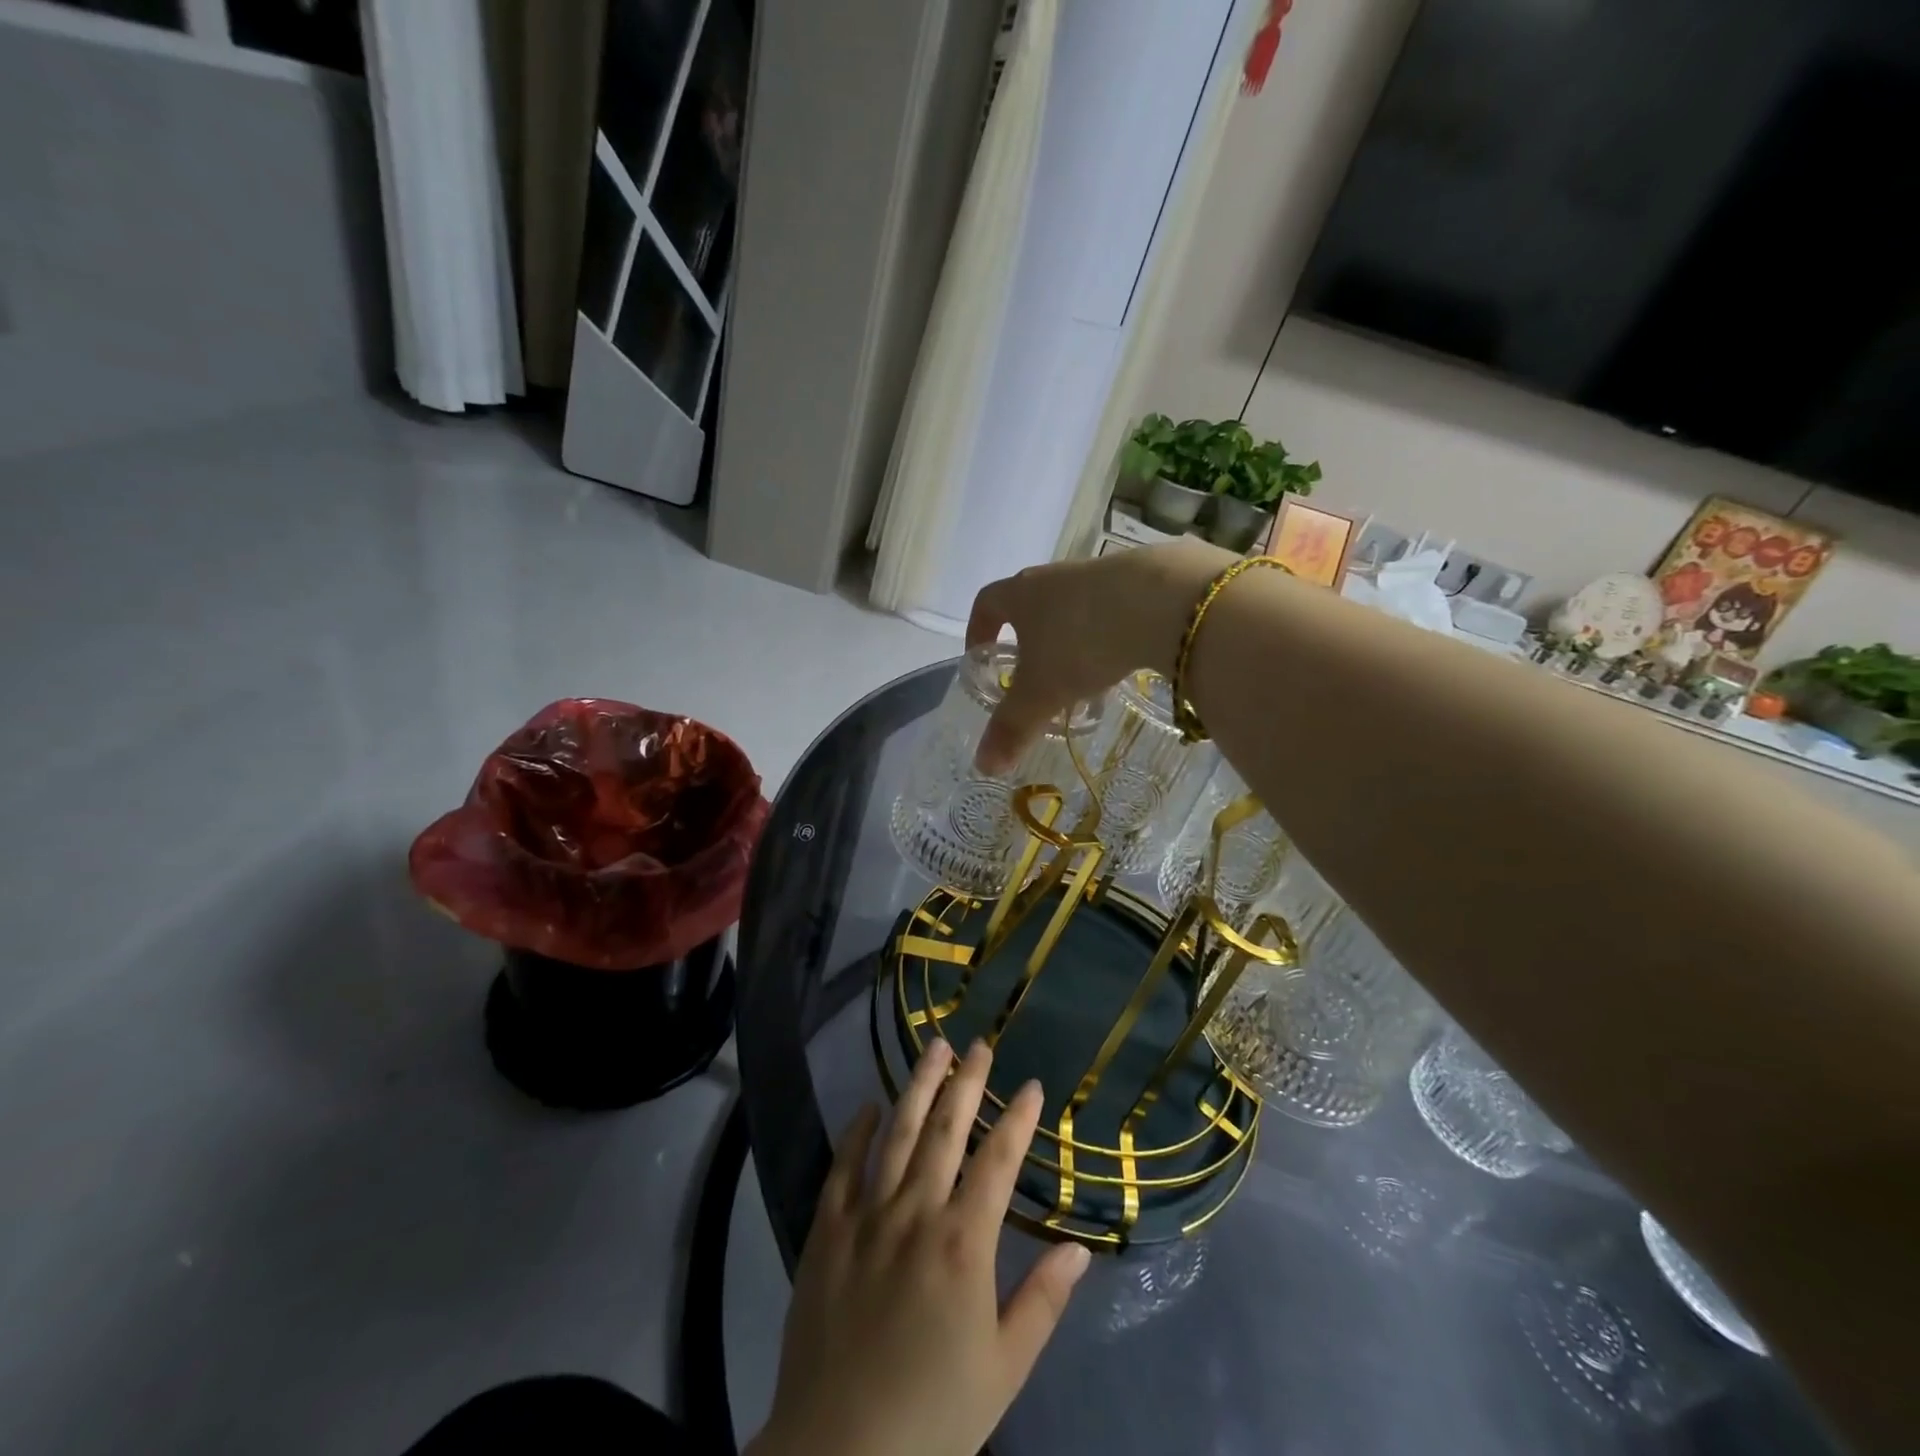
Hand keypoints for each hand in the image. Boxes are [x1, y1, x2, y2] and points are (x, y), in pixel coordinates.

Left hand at [748, 1040, 1091, 1455]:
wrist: (840, 1453)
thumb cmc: (934, 1414)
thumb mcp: (1004, 1368)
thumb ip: (1043, 1301)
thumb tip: (1078, 1247)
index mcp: (963, 1242)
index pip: (998, 1161)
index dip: (1018, 1119)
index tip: (1032, 1086)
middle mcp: (916, 1212)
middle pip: (945, 1130)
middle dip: (966, 1083)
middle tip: (979, 1045)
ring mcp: (866, 1216)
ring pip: (897, 1133)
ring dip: (918, 1087)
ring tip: (934, 1049)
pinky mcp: (826, 1230)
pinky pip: (843, 1167)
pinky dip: (858, 1131)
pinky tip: (869, 1105)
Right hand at [964, 539, 1232, 773]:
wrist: (1163, 601)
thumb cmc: (1081, 642)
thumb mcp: (1041, 694)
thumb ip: (1012, 728)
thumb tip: (983, 765)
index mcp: (1022, 594)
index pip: (986, 603)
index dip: (978, 629)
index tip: (980, 655)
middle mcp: (1056, 576)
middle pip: (1031, 604)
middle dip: (1028, 640)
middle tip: (1033, 675)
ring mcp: (1100, 573)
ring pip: (1074, 608)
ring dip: (1071, 639)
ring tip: (1081, 678)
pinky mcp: (1142, 578)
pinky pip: (1113, 609)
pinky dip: (1108, 635)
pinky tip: (1122, 661)